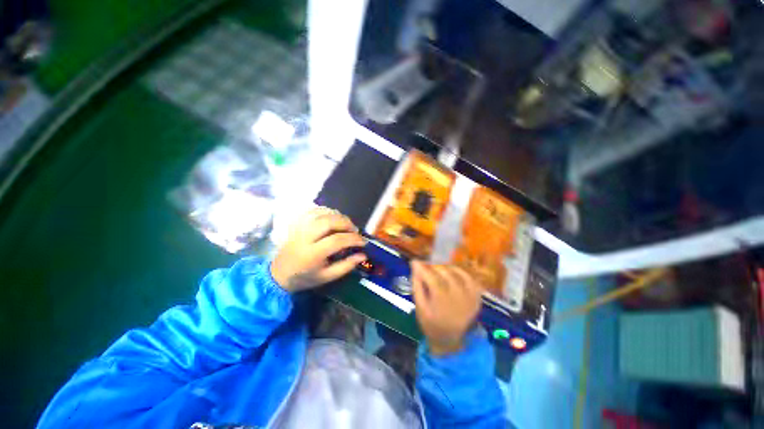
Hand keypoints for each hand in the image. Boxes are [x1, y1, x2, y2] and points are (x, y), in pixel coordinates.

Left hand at [271, 207, 366, 291]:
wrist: (279, 273)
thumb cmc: (305, 277)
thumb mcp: (327, 277)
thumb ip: (346, 266)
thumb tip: (363, 255)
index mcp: (312, 254)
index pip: (336, 240)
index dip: (353, 239)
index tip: (363, 242)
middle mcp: (304, 238)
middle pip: (328, 222)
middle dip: (346, 223)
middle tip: (354, 230)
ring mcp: (299, 228)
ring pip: (320, 213)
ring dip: (337, 216)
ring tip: (345, 224)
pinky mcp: (297, 223)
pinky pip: (313, 211)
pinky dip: (326, 211)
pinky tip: (333, 218)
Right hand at [411, 261, 481, 355]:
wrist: (451, 339)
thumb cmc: (431, 323)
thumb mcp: (419, 307)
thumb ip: (417, 286)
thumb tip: (415, 268)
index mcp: (441, 300)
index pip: (431, 276)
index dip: (421, 267)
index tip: (414, 262)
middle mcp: (458, 296)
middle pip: (444, 271)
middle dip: (432, 266)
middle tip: (425, 268)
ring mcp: (469, 296)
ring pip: (456, 271)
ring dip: (445, 268)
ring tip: (437, 271)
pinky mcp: (477, 297)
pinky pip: (469, 277)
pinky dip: (460, 272)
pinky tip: (452, 273)